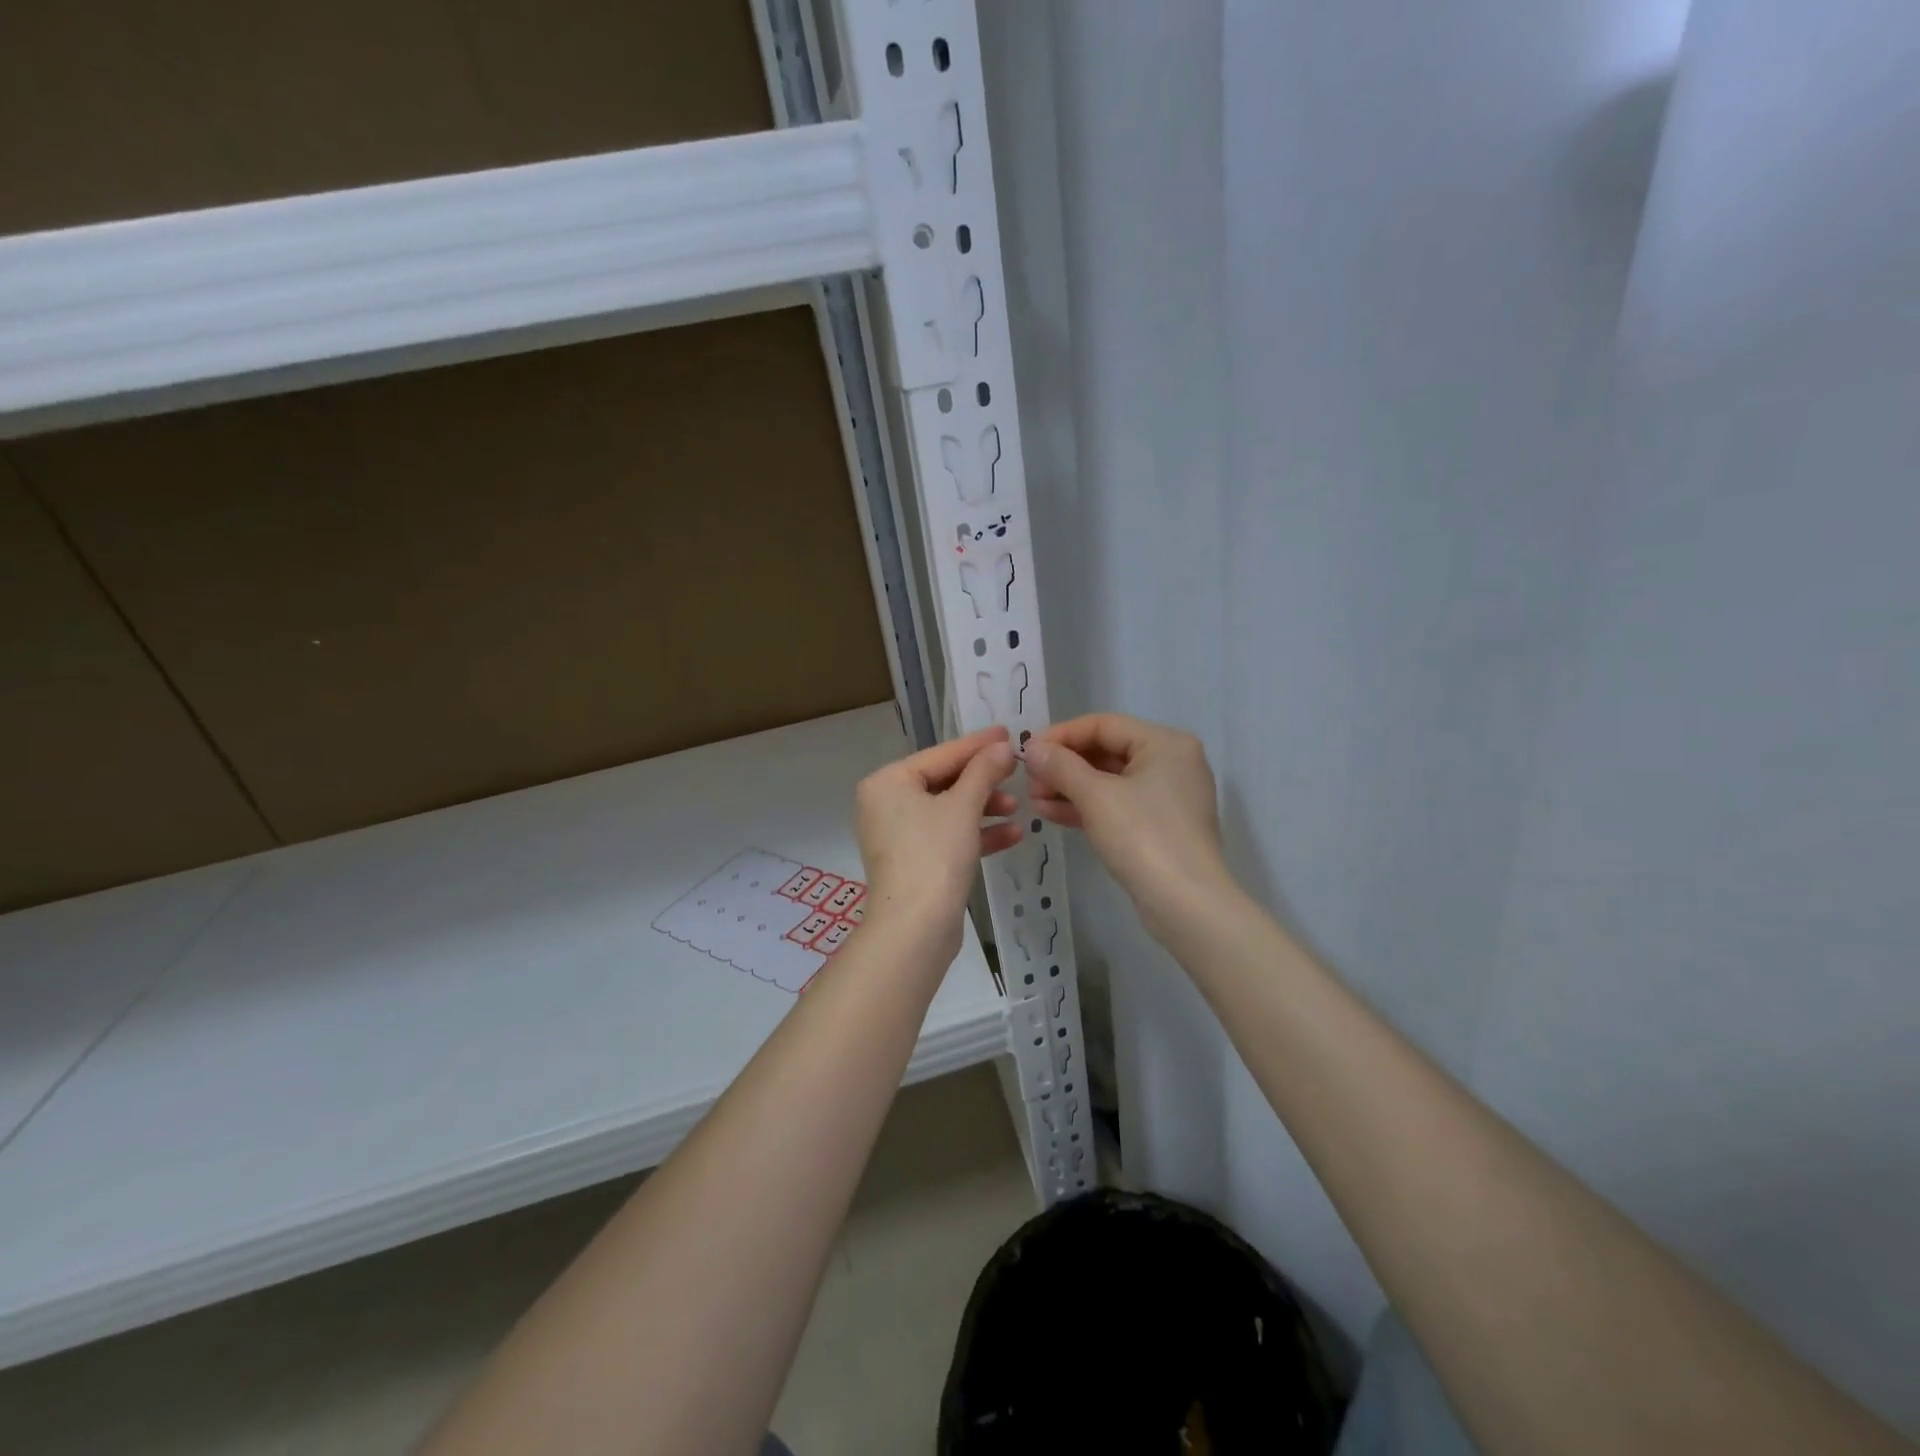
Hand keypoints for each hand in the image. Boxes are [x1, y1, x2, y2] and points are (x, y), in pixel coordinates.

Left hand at [854, 727, 1020, 950]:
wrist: (915, 928)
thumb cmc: (934, 855)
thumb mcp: (963, 807)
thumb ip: (983, 771)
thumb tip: (1001, 746)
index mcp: (887, 783)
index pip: (939, 755)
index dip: (976, 745)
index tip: (1007, 733)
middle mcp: (885, 805)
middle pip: (942, 782)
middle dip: (982, 781)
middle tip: (1017, 770)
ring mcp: (897, 835)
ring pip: (947, 811)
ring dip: (983, 808)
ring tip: (1018, 807)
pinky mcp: (912, 862)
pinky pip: (946, 837)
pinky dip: (975, 834)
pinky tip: (1013, 834)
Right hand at [1024, 714, 1232, 940]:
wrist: (1186, 904)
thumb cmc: (1143, 837)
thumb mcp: (1096, 797)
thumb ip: (1061, 766)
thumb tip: (1031, 748)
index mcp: (1165, 743)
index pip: (1104, 724)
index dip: (1061, 735)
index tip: (1027, 750)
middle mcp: (1171, 762)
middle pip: (1106, 751)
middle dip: (1064, 766)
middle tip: (1028, 780)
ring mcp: (1167, 796)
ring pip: (1109, 781)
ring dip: (1069, 788)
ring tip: (1033, 800)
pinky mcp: (1159, 826)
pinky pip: (1117, 805)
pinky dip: (1086, 807)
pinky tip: (1051, 813)